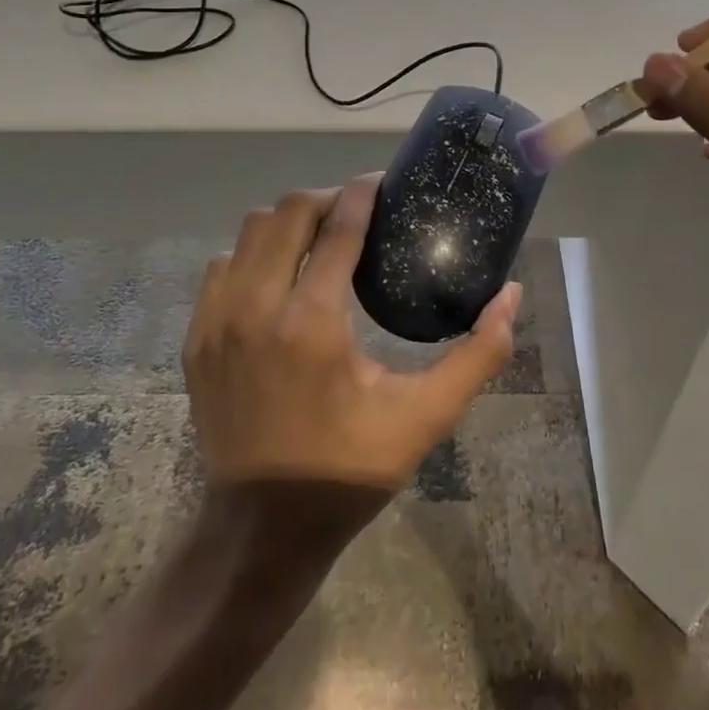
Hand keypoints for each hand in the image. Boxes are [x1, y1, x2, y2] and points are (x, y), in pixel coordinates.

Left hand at [186, 176, 521, 492]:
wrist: (260, 528)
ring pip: (249, 232)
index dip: (363, 194)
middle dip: (327, 199)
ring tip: (321, 238)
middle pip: (287, 213)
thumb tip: (511, 296)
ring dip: (289, 224)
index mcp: (311, 324)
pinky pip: (222, 266)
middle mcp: (256, 309)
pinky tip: (281, 277)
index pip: (338, 229)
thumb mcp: (424, 417)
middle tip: (357, 211)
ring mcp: (217, 322)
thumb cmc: (348, 469)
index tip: (382, 182)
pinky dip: (254, 254)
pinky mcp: (197, 338)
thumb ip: (477, 355)